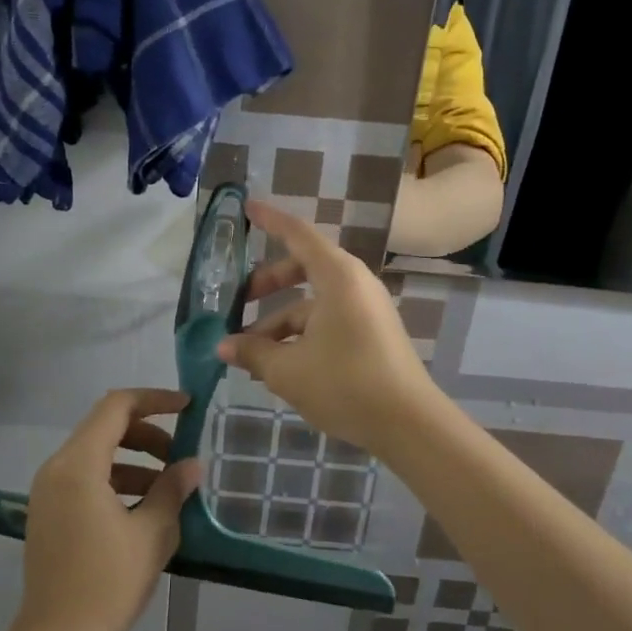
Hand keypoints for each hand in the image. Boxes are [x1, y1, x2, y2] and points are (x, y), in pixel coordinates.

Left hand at [14, 389, 201, 630]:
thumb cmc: (107, 583)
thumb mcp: (152, 534)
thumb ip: (172, 490)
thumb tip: (193, 465)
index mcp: (78, 465)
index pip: (116, 407)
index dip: (154, 400)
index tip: (188, 407)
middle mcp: (56, 468)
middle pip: (104, 427)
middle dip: (148, 434)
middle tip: (181, 456)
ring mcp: (48, 490)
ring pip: (96, 454)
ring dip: (134, 459)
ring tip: (169, 487)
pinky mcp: (48, 511)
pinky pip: (85, 477)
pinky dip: (116, 479)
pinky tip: (143, 507)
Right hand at [217, 201, 440, 457]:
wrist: (408, 423)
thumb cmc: (345, 384)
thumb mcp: (288, 370)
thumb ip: (252, 352)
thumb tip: (223, 347)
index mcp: (337, 277)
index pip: (298, 235)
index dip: (270, 221)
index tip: (247, 207)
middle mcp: (354, 285)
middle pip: (303, 269)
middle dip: (267, 284)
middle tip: (237, 302)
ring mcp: (366, 310)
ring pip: (312, 304)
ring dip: (279, 322)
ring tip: (249, 354)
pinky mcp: (371, 335)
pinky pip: (328, 323)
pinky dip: (301, 336)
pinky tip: (277, 368)